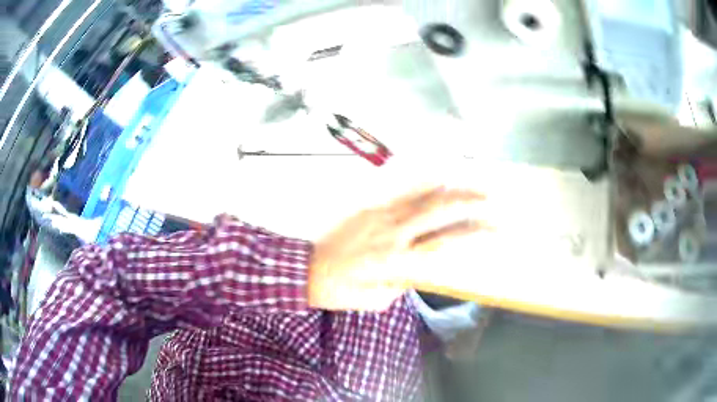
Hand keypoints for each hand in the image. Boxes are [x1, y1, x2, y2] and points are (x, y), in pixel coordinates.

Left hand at [308, 187, 487, 310]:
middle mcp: (395, 233)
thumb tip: (416, 268)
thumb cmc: (339, 290)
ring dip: (451, 185)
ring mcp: (380, 214)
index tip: (495, 228)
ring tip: (472, 179)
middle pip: (442, 212)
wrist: (302, 269)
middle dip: (472, 203)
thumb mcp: (375, 300)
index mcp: (399, 261)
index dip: (474, 234)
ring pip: (422, 193)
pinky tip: (436, 168)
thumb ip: (402, 283)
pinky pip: (397, 186)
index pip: (447, 243)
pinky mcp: (367, 204)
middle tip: (493, 199)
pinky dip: (420, 176)